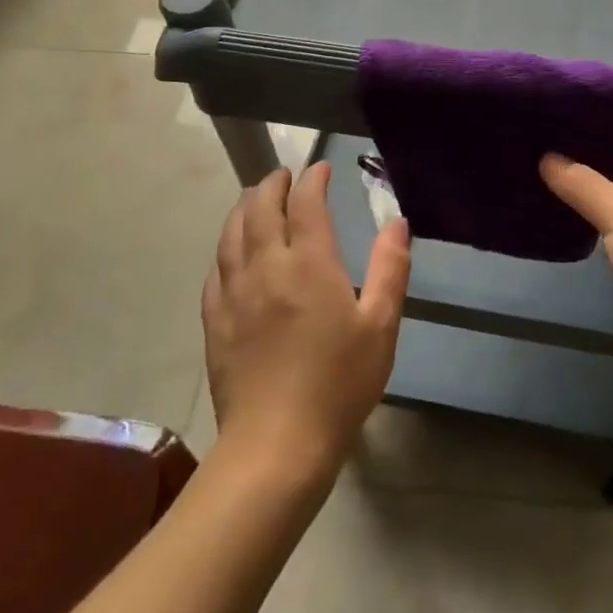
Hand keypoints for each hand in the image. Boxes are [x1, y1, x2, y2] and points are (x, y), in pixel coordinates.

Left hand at [203, 163, 411, 481]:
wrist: (276, 444)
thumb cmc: (339, 383)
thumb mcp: (381, 326)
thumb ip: (389, 268)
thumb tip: (397, 222)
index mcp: (309, 263)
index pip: (305, 202)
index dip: (312, 179)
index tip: (321, 168)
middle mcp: (266, 266)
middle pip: (260, 207)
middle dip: (273, 184)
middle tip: (286, 176)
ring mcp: (234, 292)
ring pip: (231, 232)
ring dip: (245, 207)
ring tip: (256, 199)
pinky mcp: (214, 320)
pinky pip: (216, 268)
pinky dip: (226, 246)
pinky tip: (232, 251)